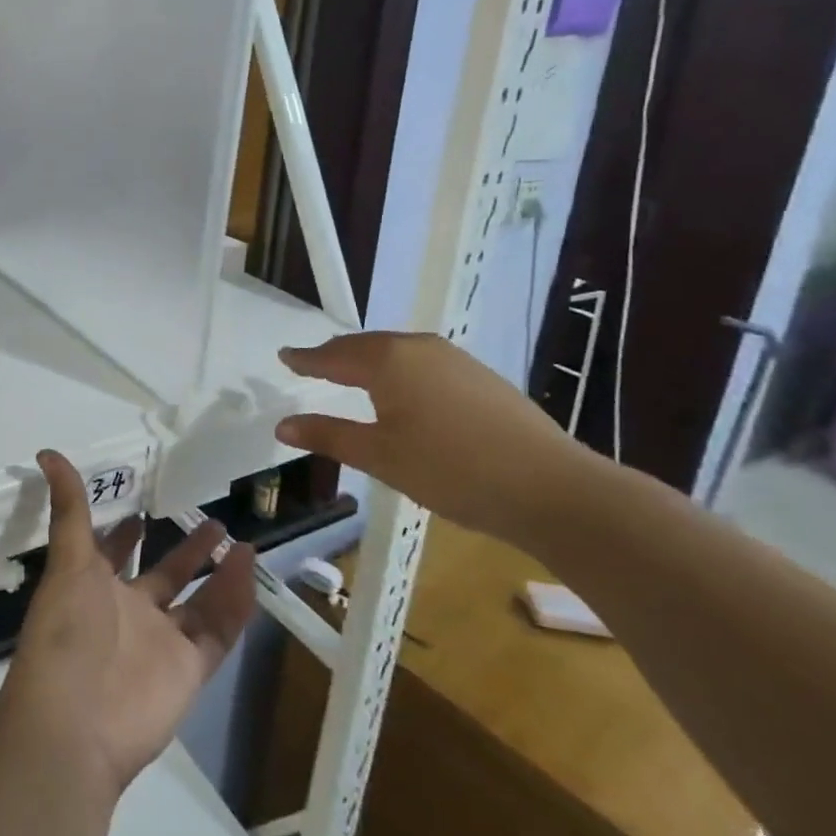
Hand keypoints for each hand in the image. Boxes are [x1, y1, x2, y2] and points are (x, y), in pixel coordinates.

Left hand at [0, 450, 255, 796]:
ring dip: (217, 572)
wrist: (75, 726)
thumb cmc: (65, 633)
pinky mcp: (189, 669)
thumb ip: (68, 509)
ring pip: (197, 602)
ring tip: (239, 540)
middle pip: (164, 576)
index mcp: (94, 588)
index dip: (125, 533)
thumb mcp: (67, 562)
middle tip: (210, 519)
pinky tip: (248, 569)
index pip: (112, 553)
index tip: (142, 506)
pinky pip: (218, 630)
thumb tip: (47, 452)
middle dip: (184, 550)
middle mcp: (129, 613)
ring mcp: (161, 642)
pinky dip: (235, 603)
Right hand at [275, 332, 594, 544]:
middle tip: (313, 365)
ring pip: (398, 353)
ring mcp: (455, 359)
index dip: (306, 358)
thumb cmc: (452, 470)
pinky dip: (400, 371)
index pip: (333, 355)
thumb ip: (329, 435)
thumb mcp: (381, 457)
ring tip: (352, 375)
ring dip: (369, 362)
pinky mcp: (482, 377)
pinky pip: (424, 364)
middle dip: (336, 356)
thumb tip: (282, 425)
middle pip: (365, 346)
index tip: (285, 356)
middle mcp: (419, 348)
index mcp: (388, 360)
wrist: (553, 488)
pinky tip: (404, 392)